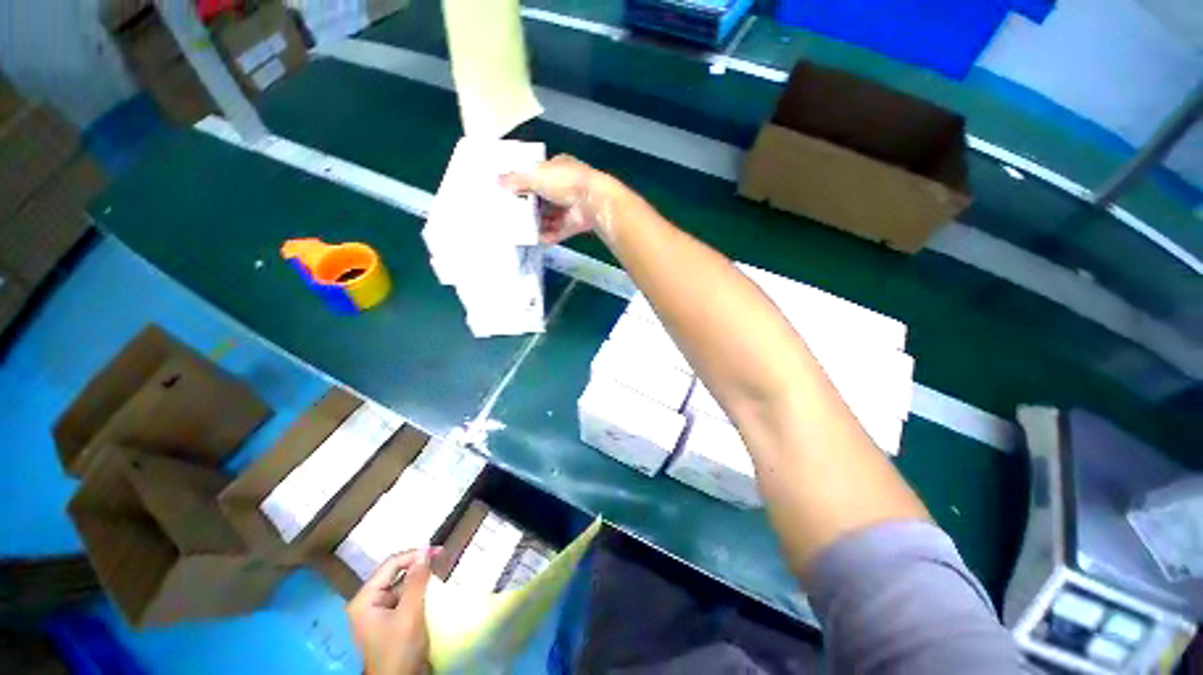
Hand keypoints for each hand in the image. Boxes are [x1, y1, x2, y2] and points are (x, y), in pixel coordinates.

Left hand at [348, 548, 439, 674]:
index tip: (438, 550)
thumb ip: (416, 581)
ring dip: (420, 579)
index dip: (414, 554)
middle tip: (441, 557)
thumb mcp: (410, 613)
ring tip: (439, 572)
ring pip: (401, 586)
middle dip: (418, 565)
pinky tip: (431, 590)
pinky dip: (418, 592)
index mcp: (365, 599)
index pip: (391, 565)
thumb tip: (425, 550)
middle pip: (395, 574)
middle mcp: (368, 603)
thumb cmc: (399, 649)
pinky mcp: (389, 622)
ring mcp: (378, 614)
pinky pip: (404, 599)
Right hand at [500, 154, 617, 243]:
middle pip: (543, 197)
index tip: (510, 192)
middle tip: (512, 214)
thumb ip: (516, 180)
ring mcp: (572, 206)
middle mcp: (566, 186)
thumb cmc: (564, 182)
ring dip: (538, 223)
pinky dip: (549, 235)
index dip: (524, 181)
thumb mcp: (536, 176)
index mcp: (558, 167)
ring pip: (551, 216)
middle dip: (529, 206)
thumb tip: (497, 182)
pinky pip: (559, 230)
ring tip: (520, 229)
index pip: (538, 173)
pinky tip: (536, 239)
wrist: (593, 201)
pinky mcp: (576, 223)